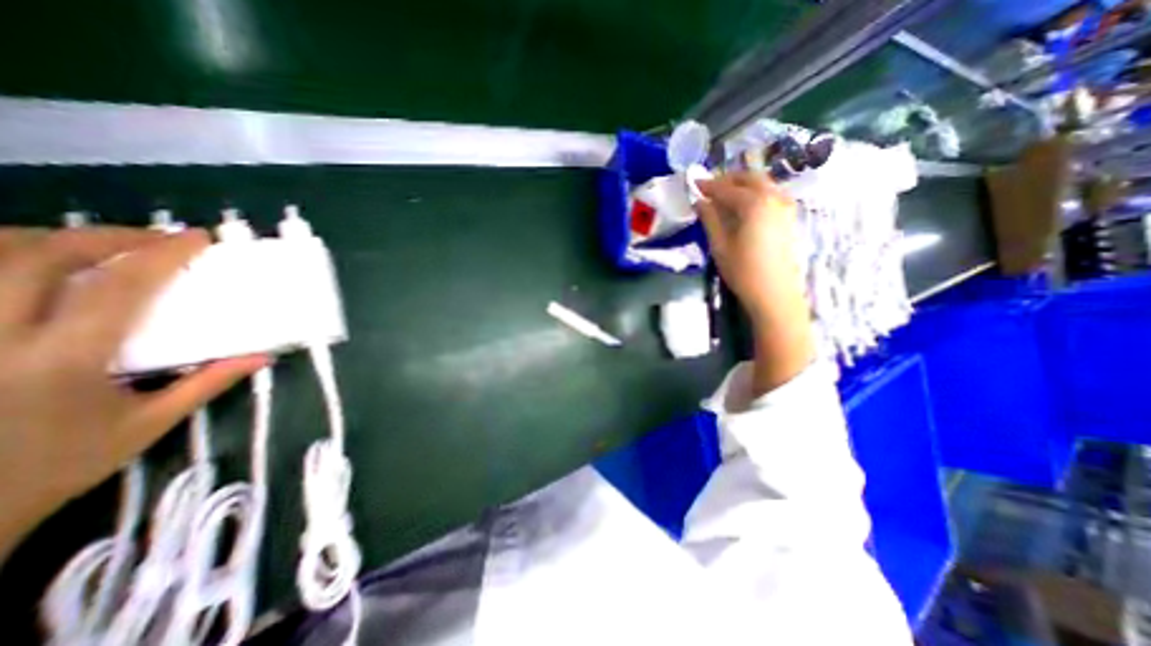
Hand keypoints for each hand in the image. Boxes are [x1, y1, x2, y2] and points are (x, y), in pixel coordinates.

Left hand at [1, 229, 265, 561]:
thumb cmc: (59, 464)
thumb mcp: (148, 424)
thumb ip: (206, 383)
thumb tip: (261, 357)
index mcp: (63, 361)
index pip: (118, 289)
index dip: (160, 255)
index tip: (196, 239)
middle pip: (40, 256)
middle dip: (105, 236)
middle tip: (152, 238)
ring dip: (48, 239)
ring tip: (98, 245)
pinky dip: (5, 257)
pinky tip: (36, 262)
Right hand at [697, 173, 811, 393]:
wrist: (774, 293)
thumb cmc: (743, 270)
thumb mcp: (719, 245)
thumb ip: (710, 218)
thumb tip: (700, 201)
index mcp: (753, 203)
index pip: (726, 188)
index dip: (708, 185)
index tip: (694, 184)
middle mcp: (773, 197)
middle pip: (749, 178)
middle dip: (728, 179)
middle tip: (710, 187)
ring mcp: (785, 206)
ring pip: (763, 184)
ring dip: (743, 184)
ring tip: (725, 195)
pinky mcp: (789, 217)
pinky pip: (771, 194)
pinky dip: (756, 192)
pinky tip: (745, 205)